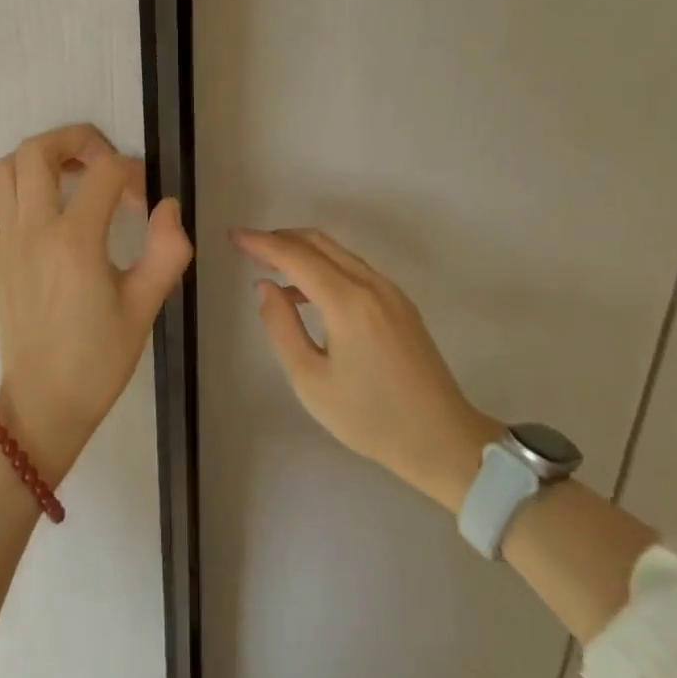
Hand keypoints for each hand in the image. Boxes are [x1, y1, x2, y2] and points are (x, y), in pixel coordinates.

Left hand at [0, 124, 191, 478]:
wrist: (44, 404)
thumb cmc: (99, 359)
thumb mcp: (145, 307)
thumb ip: (167, 251)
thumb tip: (168, 206)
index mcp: (75, 241)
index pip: (103, 172)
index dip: (131, 172)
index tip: (144, 199)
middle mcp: (33, 230)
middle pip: (37, 150)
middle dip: (75, 139)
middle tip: (103, 162)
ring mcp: (5, 242)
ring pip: (4, 169)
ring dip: (38, 159)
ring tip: (70, 177)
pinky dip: (0, 189)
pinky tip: (29, 201)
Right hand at [231, 226, 501, 511]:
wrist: (443, 441)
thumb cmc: (370, 418)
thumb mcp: (310, 381)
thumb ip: (281, 327)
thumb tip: (265, 286)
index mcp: (348, 302)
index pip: (296, 256)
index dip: (261, 243)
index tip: (233, 236)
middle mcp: (371, 285)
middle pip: (319, 243)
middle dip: (280, 239)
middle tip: (248, 248)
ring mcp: (391, 292)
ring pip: (339, 253)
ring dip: (303, 251)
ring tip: (271, 268)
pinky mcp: (400, 304)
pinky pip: (354, 269)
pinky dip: (325, 267)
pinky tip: (307, 293)